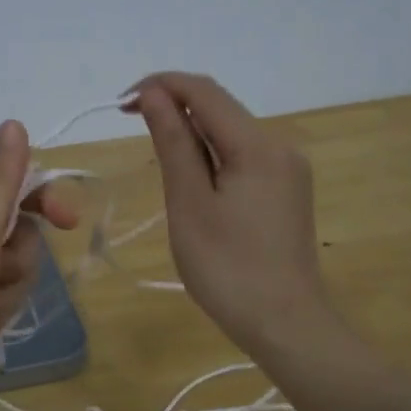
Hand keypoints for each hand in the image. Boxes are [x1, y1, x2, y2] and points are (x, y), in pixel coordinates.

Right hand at [125, 72, 333, 360]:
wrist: (286, 325)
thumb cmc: (227, 269)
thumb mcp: (189, 203)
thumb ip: (173, 143)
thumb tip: (154, 94)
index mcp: (258, 146)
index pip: (205, 91)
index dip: (161, 85)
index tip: (122, 103)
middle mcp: (279, 146)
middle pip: (221, 108)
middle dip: (174, 105)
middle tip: (131, 124)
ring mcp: (288, 169)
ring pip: (231, 132)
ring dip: (191, 131)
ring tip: (156, 155)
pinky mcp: (287, 189)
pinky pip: (243, 155)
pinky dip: (211, 154)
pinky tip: (191, 177)